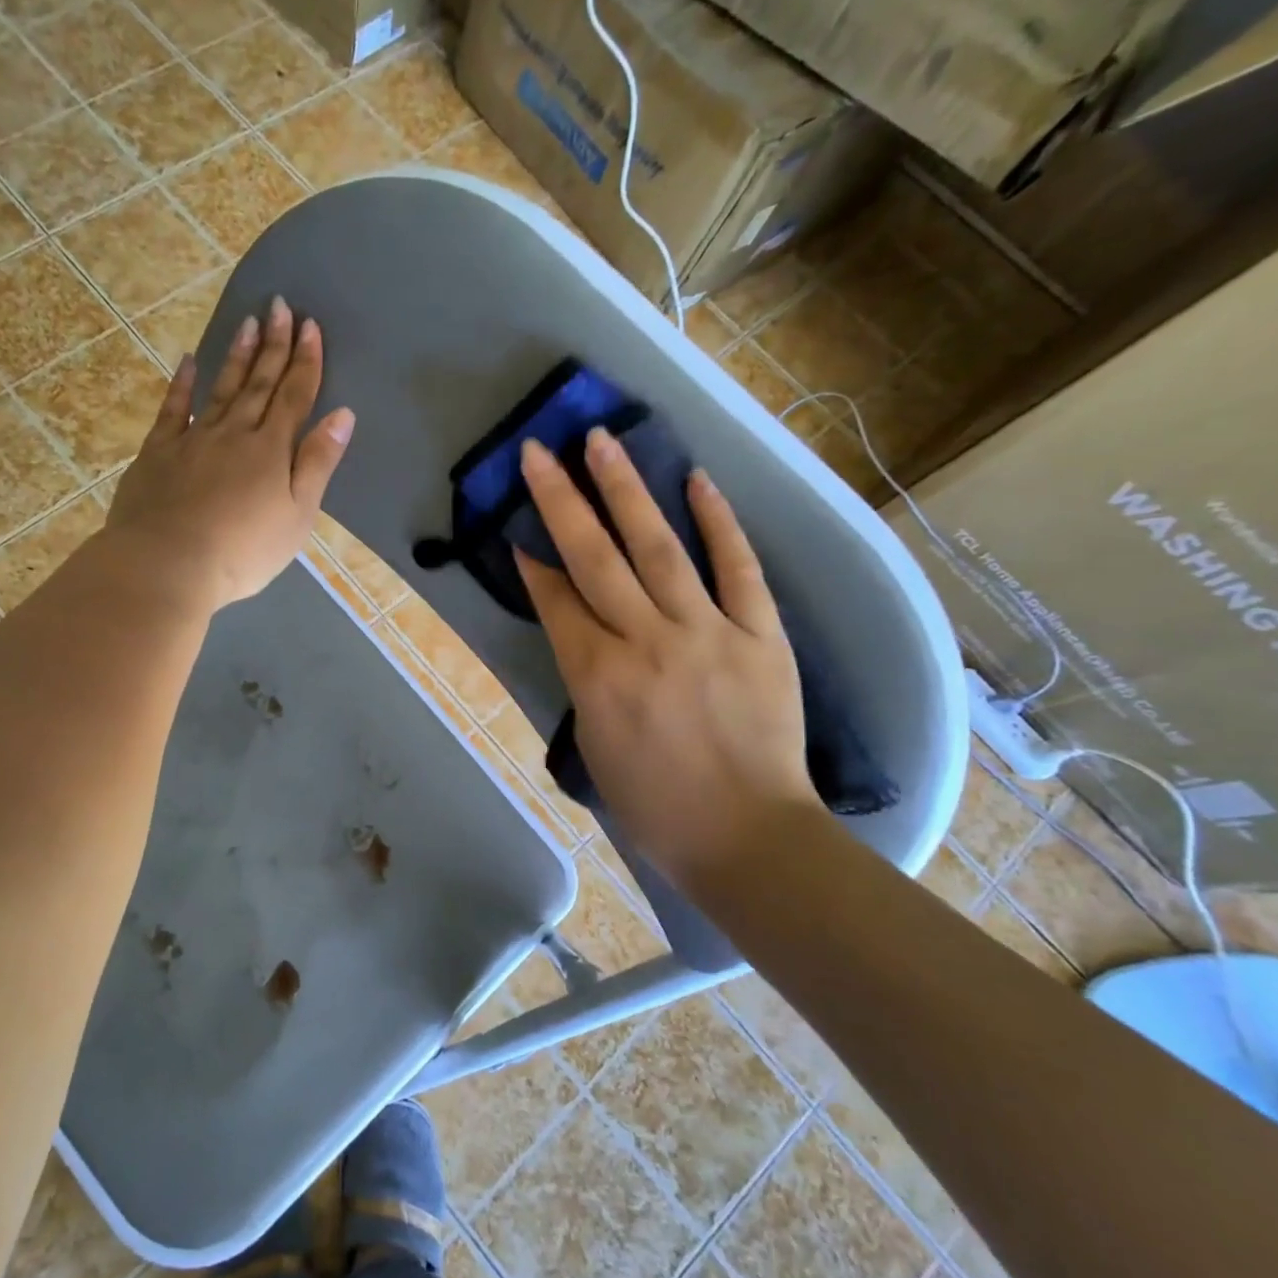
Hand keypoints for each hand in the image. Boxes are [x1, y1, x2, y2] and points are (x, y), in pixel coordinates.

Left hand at [105, 298, 353, 611]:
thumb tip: (342, 415)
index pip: (294, 396)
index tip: (311, 326)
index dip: (305, 361)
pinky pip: (173, 409)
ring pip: (221, 388)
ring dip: (238, 356)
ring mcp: (193, 439)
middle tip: (281, 306)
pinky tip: (189, 361)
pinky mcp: (158, 452)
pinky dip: (182, 384)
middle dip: (274, 345)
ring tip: (248, 322)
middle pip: (260, 383)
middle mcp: (235, 433)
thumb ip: (317, 464)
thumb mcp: (297, 516)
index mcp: (271, 450)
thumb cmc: (243, 551)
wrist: (168, 563)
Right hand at [515, 428, 823, 880]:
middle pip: (595, 557)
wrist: (745, 836)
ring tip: (602, 441)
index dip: (533, 561)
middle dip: (561, 500)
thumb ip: (582, 678)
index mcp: (597, 676)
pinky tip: (696, 480)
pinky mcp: (760, 635)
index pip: (557, 600)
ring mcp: (707, 632)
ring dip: (626, 490)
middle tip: (540, 452)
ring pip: (658, 547)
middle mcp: (646, 641)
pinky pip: (738, 570)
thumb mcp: (594, 745)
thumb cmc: (654, 805)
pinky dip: (718, 523)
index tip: (517, 526)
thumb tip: (579, 627)